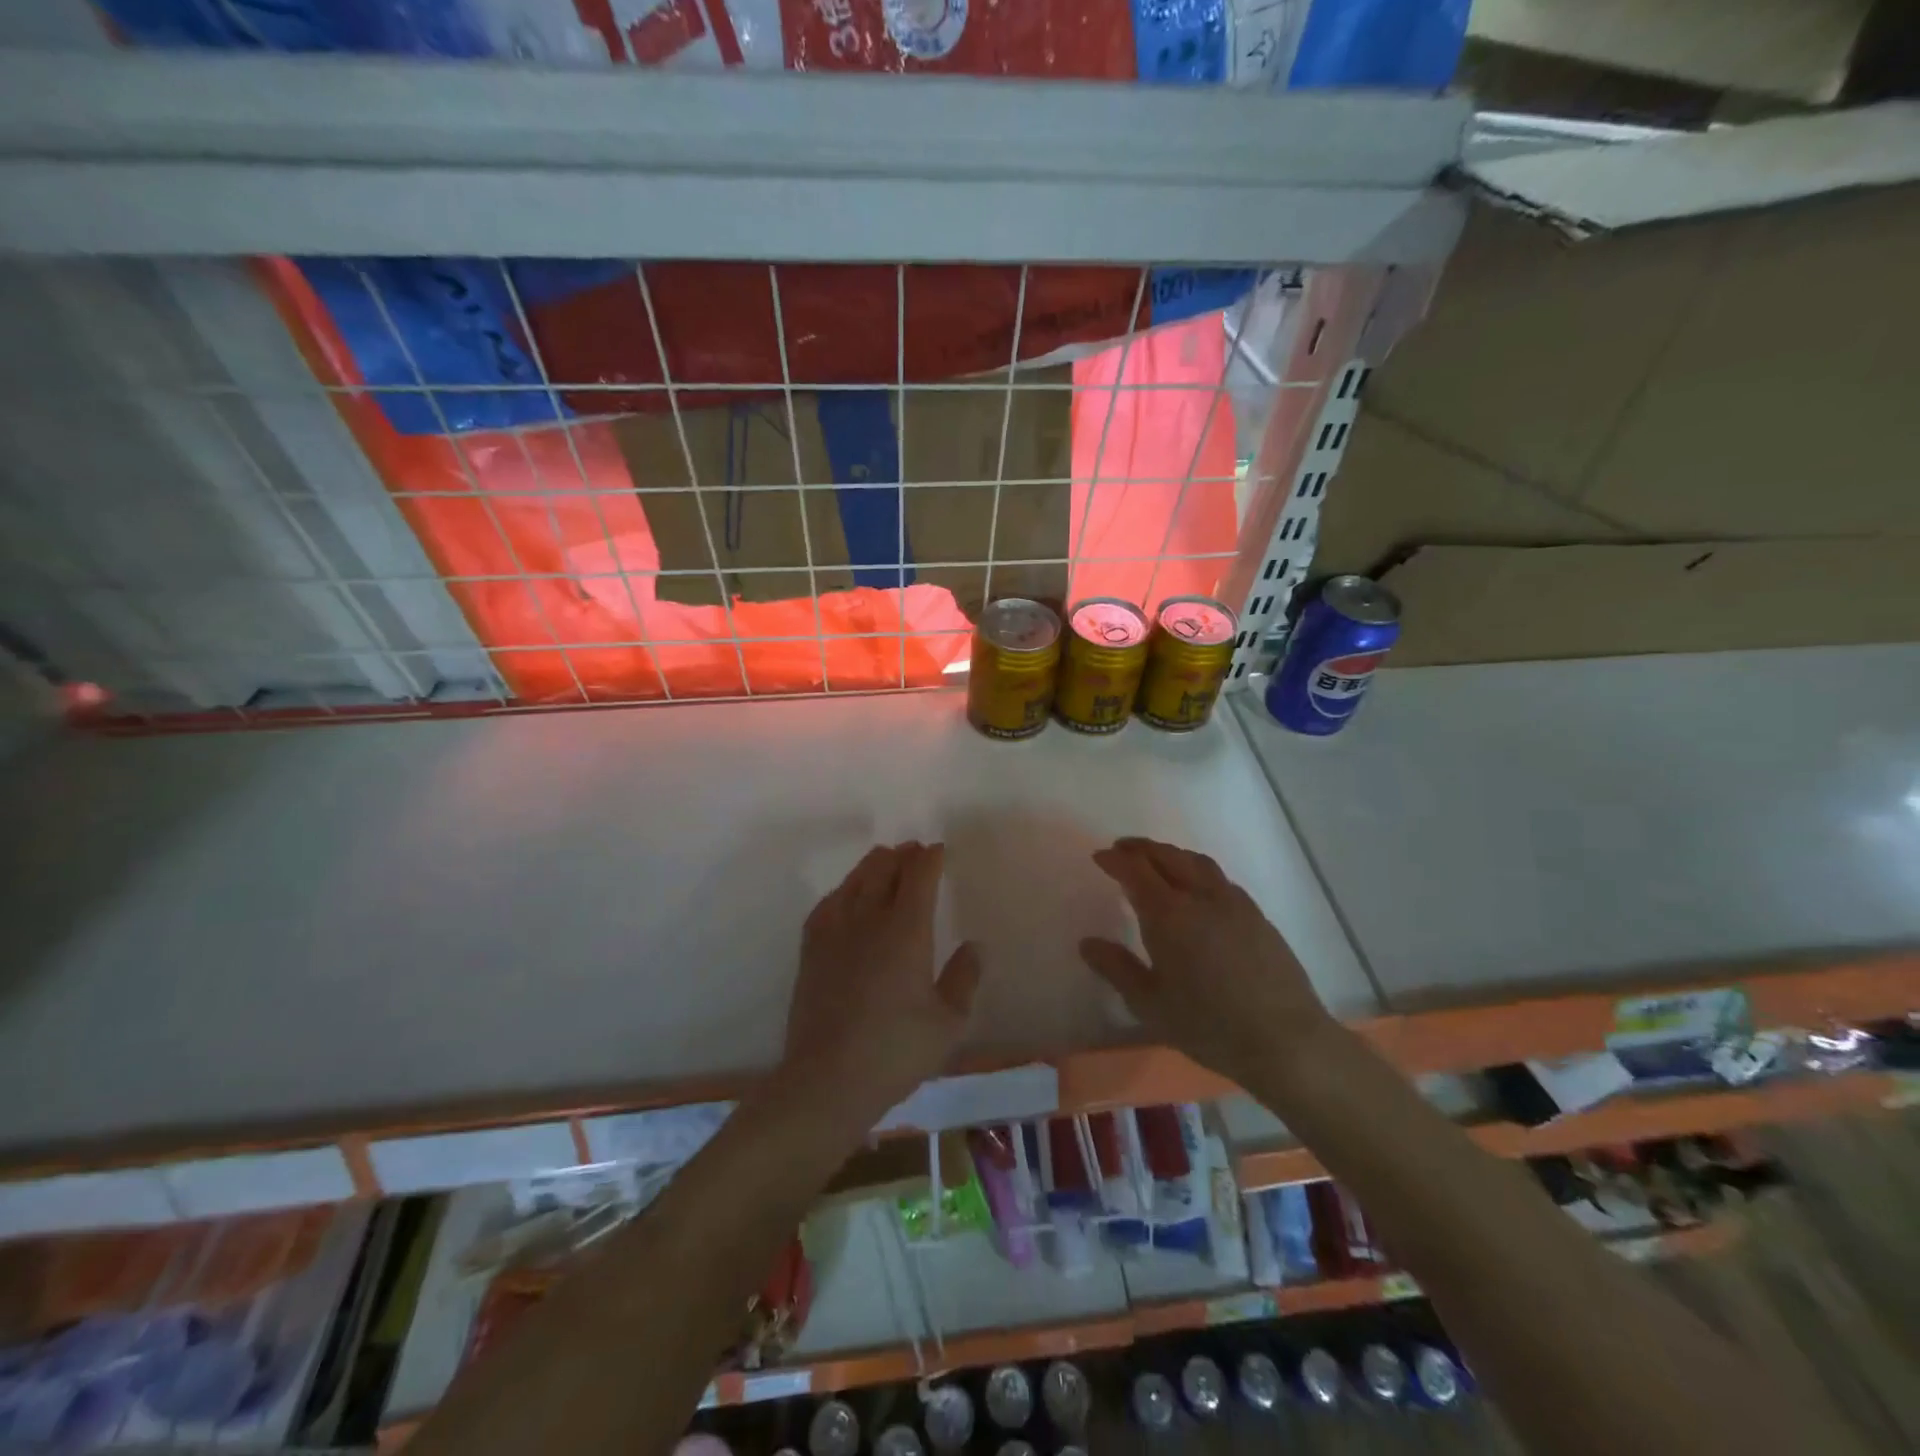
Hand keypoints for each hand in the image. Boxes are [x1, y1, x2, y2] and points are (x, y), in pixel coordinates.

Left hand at [780, 842, 981, 1125]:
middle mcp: (869, 919)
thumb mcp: (948, 1023)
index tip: (938, 851)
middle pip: (884, 869)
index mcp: (906, 931)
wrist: (827, 1079)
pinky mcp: (811, 950)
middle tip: (915, 851)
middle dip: (902, 855)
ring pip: (854, 881)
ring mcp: (835, 932)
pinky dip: (843, 889)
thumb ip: (964, 978)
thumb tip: (974, 946)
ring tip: (884, 860)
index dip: (930, 859)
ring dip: (873, 865)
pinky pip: (828, 903)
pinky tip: (846, 895)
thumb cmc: (896, 1052)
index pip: (918, 877)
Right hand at [1079, 837, 1331, 1084]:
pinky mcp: (1257, 916)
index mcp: (1169, 914)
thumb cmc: (1209, 1026)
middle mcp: (1201, 897)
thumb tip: (1087, 943)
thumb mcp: (1150, 1004)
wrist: (1286, 1041)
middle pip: (1168, 856)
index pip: (1136, 871)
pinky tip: (1197, 889)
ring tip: (1157, 861)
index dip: (1115, 860)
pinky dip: (1198, 871)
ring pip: (1197, 862)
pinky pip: (1220, 879)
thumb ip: (1116, 969)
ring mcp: (1234, 904)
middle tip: (1122, 849)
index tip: (1100, 857)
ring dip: (1171, 854)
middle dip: (1141, 849)